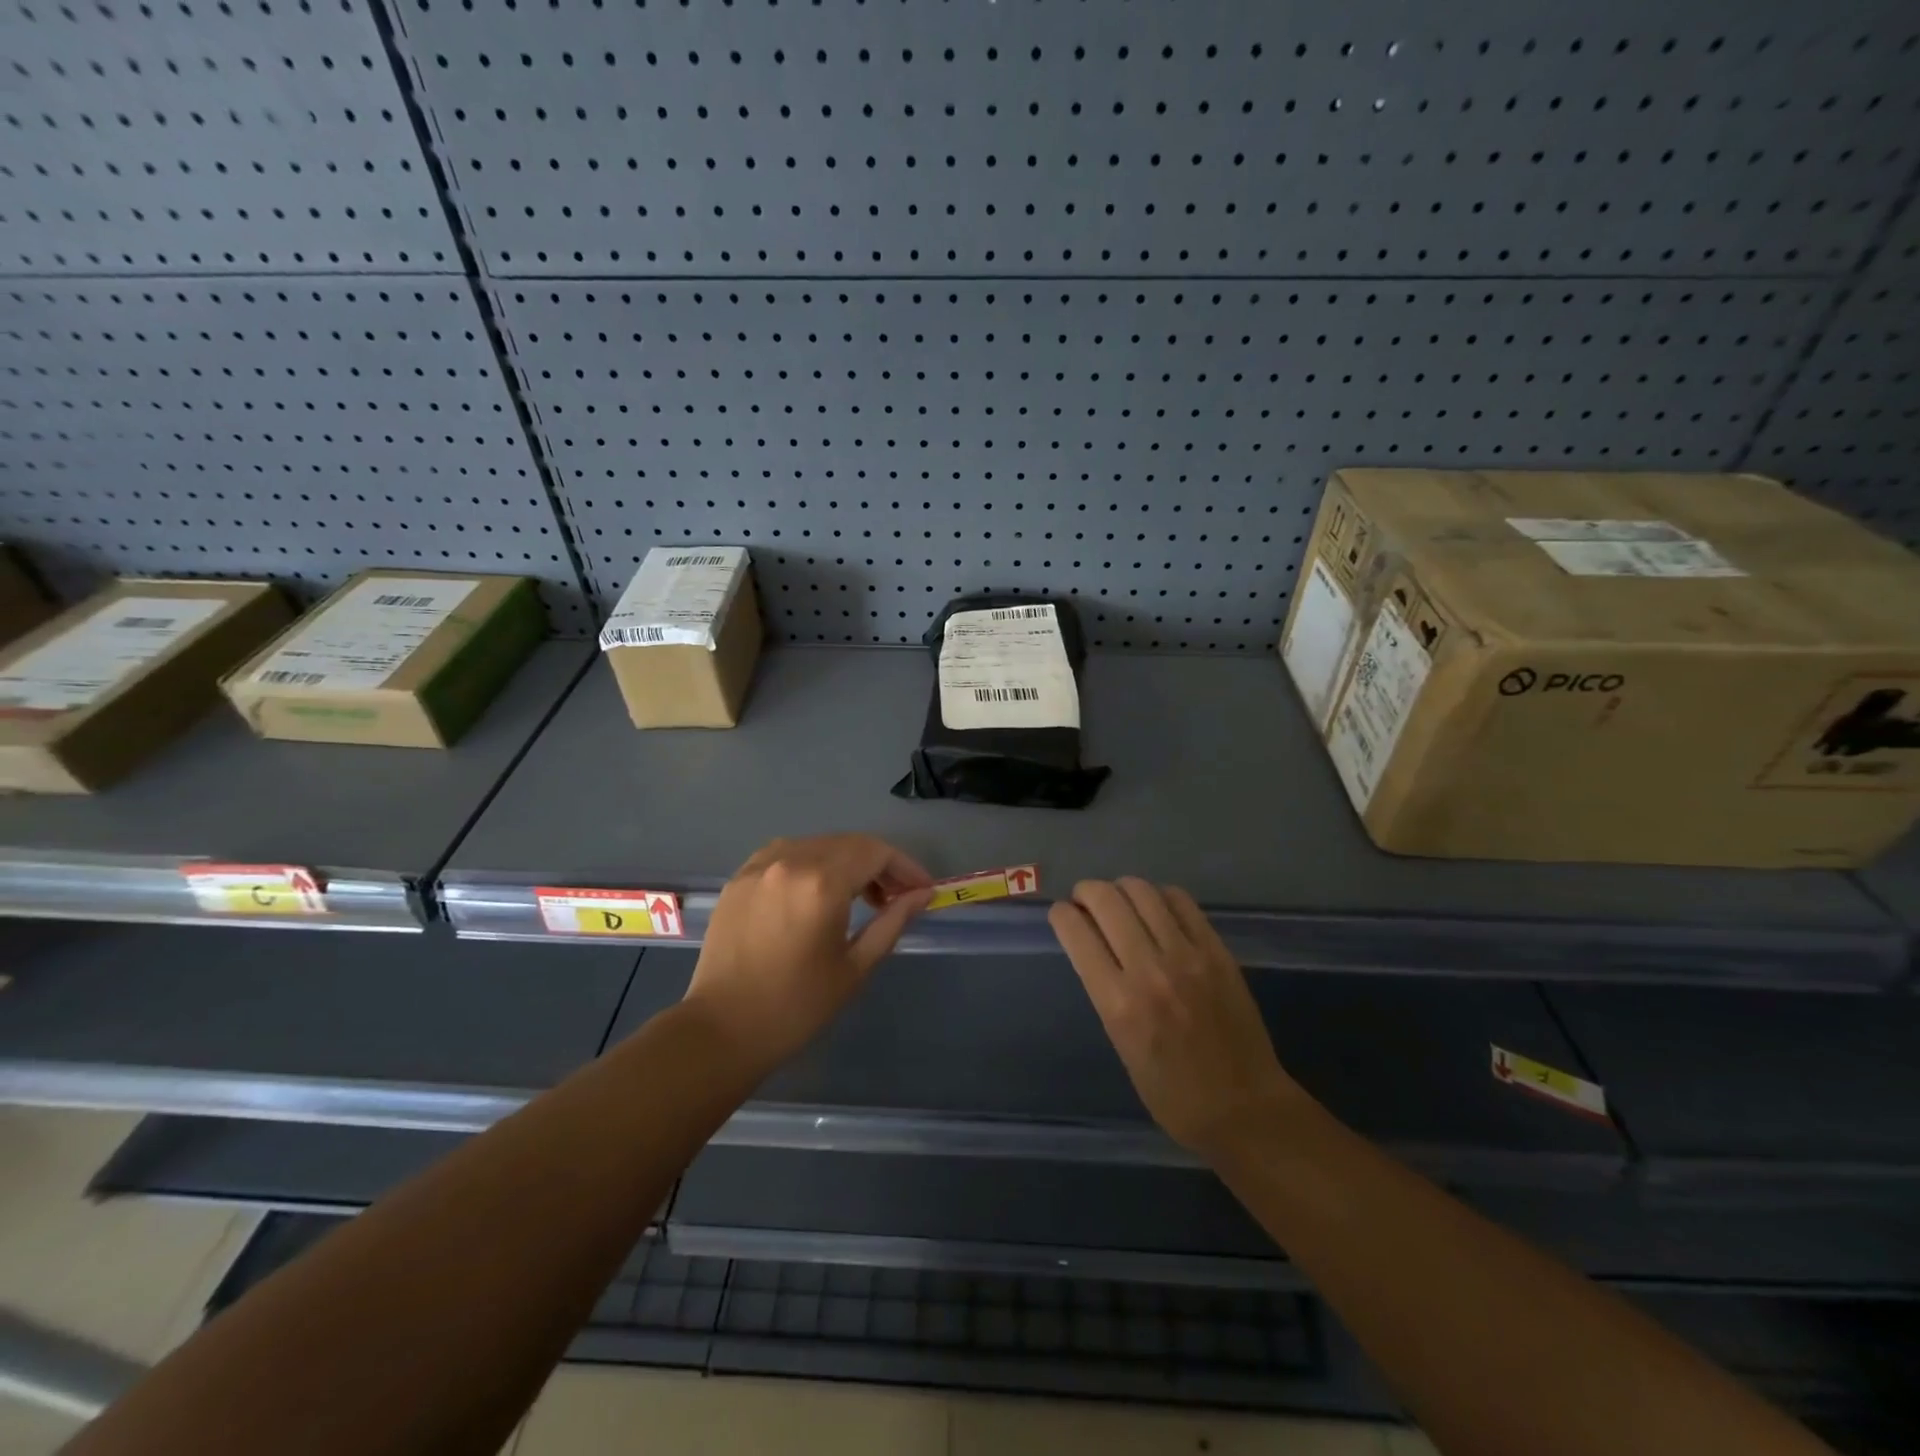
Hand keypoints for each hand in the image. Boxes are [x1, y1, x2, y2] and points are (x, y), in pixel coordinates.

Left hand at [683, 834, 933, 1070]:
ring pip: (818, 845)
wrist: (721, 1030)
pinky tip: (816, 892)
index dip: (905, 867)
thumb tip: (922, 895)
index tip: (922, 890)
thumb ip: (892, 922)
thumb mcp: (855, 967)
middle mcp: (790, 861)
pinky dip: (811, 863)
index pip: (876, 853)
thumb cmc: (797, 1006)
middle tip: (896, 897)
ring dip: (846, 861)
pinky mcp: (739, 877)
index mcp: (822, 883)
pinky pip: (786, 854)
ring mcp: (760, 866)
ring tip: (858, 897)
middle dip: (879, 865)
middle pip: (849, 844)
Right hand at [1050, 879, 1305, 1159]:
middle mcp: (1149, 970)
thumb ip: (1106, 991)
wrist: (1244, 1108)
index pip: (1076, 931)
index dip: (1061, 914)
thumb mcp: (1120, 1045)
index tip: (1062, 915)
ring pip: (1142, 891)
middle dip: (1086, 892)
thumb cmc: (1172, 1094)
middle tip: (1086, 902)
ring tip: (1121, 902)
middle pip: (1106, 900)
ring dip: (1121, 889)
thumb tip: (1093, 947)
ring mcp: (1187, 956)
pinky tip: (1156, 909)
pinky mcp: (1217, 951)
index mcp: (1118, 1003)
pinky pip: (1181, 902)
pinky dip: (1159, 896)